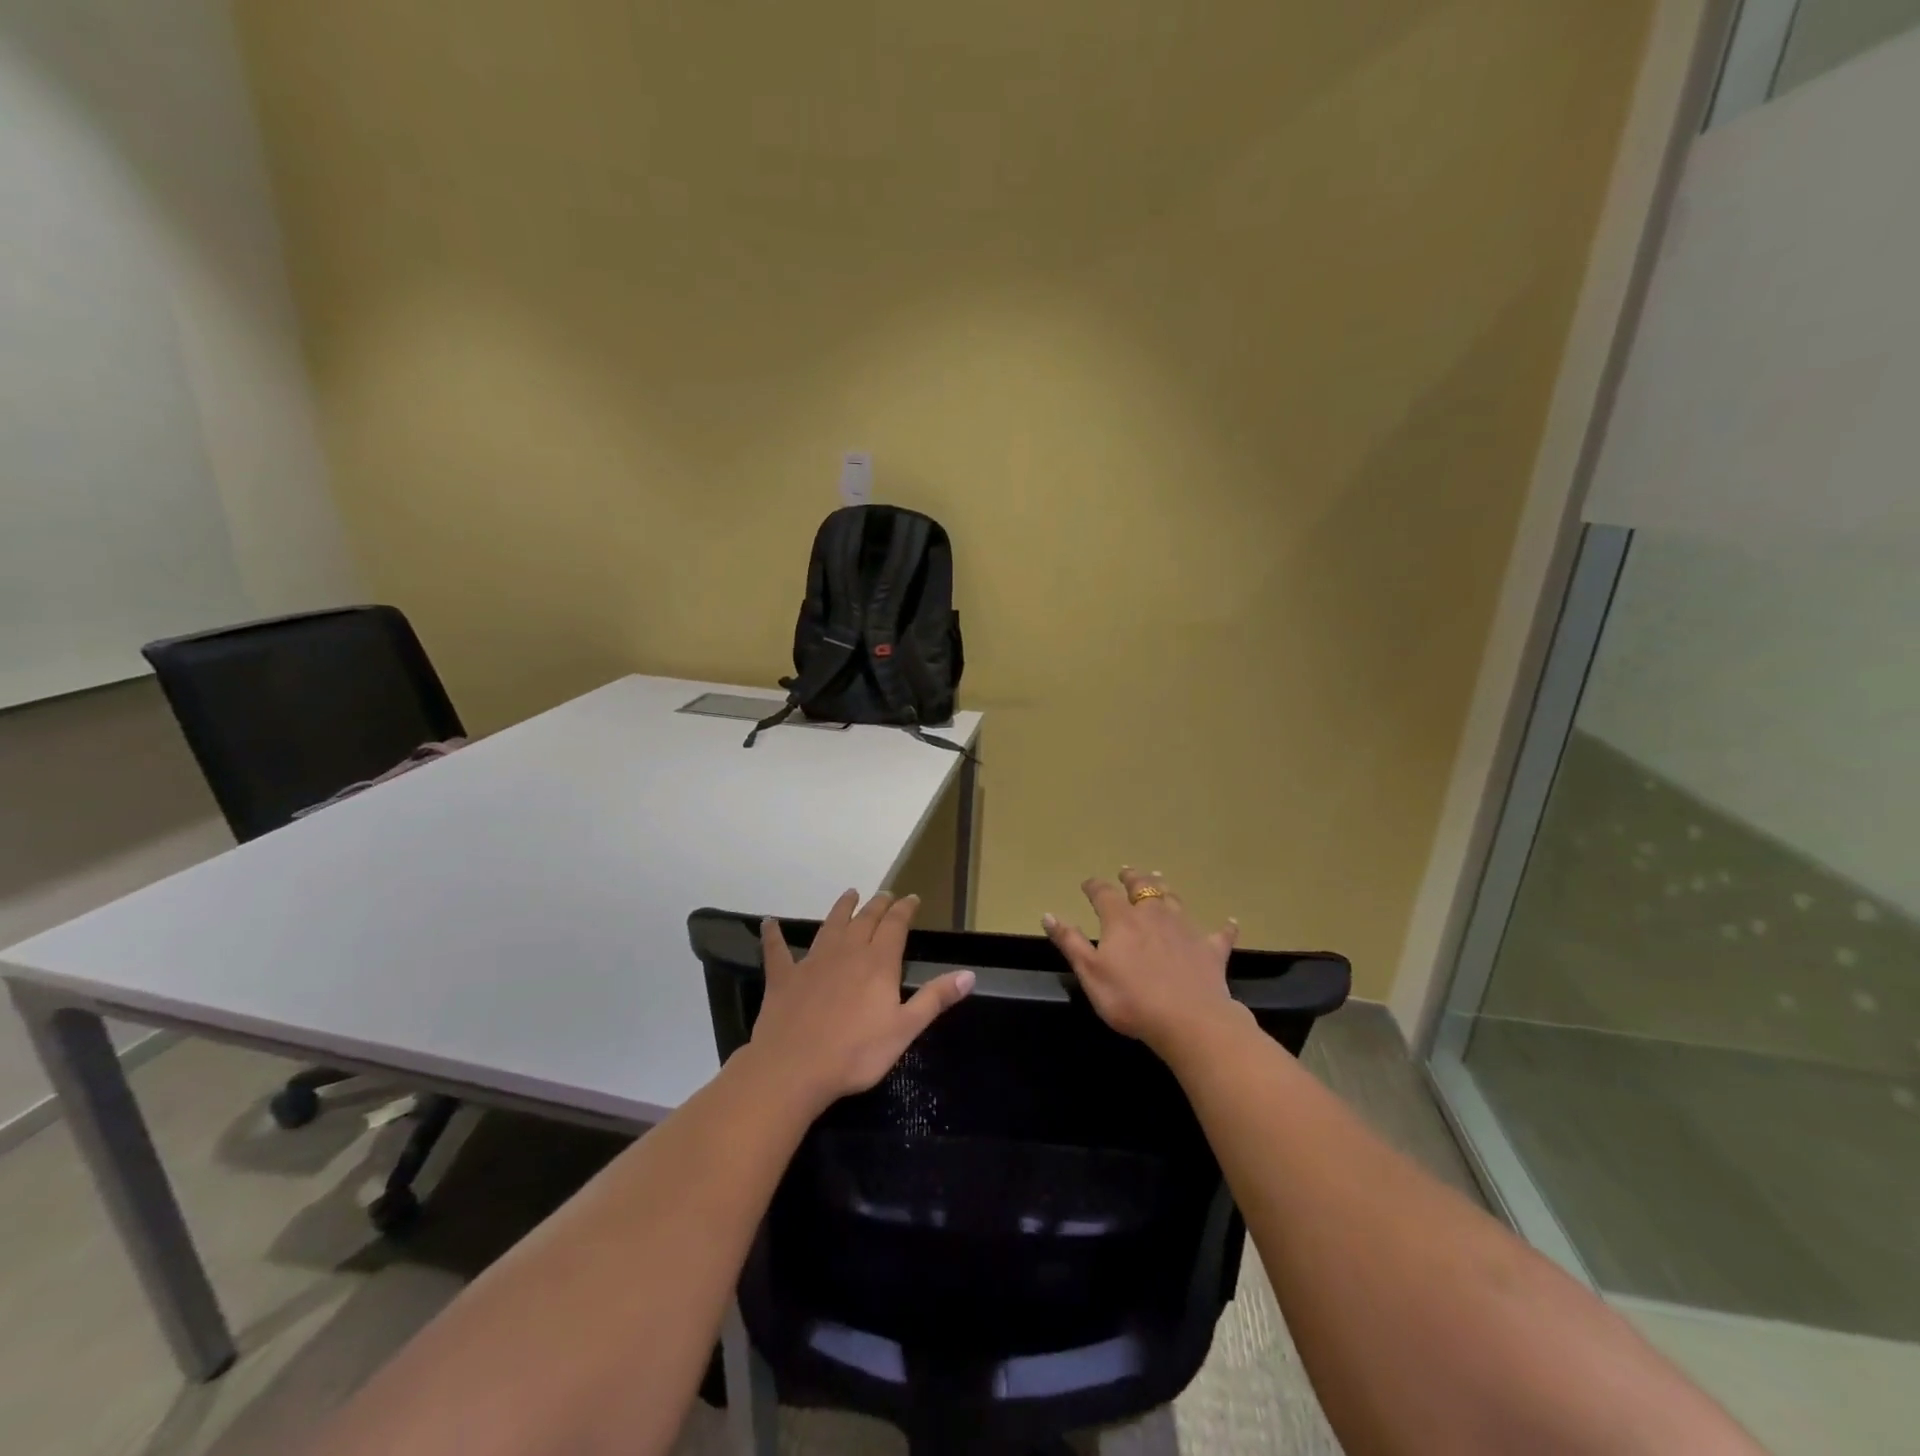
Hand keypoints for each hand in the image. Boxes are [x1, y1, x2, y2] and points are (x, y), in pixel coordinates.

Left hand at [749, 889, 974, 1110]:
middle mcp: (847, 952)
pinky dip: (773, 935)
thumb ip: (935, 998)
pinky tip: (768, 923)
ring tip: (850, 894)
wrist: (794, 1068)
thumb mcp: (905, 1029)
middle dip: (878, 905)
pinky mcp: (784, 977)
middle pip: (865, 919)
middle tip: (885, 894)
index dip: (905, 909)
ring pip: (830, 926)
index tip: (911, 898)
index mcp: (878, 963)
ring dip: (841, 909)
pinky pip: (777, 950)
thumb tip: (969, 974)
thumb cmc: (856, 1053)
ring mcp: (812, 962)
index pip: (895, 925)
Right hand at [1043, 868, 1245, 1057]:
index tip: (1088, 884)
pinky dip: (1223, 927)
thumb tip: (1048, 915)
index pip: (1104, 894)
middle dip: (1132, 878)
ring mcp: (1186, 930)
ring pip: (1174, 900)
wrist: (1189, 1020)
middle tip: (1127, 871)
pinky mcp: (1211, 950)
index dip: (1094, 887)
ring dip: (1165, 889)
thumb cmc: (1130, 999)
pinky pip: (1220, 934)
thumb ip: (1070, 942)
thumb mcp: (1090, 973)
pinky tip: (1230, 922)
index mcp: (1122, 920)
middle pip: (1142, 888)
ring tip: (1160, 880)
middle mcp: (1153, 915)